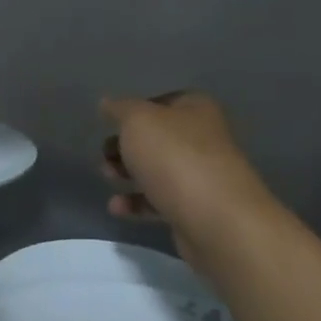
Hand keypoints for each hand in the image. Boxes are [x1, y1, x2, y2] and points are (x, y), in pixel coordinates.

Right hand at [100, 92, 272, 263]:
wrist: (215, 218)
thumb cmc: (174, 157)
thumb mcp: (138, 121)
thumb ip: (120, 109)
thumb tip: (107, 103)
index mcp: (196, 109)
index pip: (162, 102)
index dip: (134, 111)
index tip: (110, 124)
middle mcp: (203, 139)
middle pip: (157, 138)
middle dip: (126, 146)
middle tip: (105, 155)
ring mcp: (201, 176)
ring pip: (157, 170)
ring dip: (128, 173)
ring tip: (107, 177)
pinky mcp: (194, 209)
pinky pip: (160, 200)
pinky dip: (137, 203)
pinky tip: (116, 208)